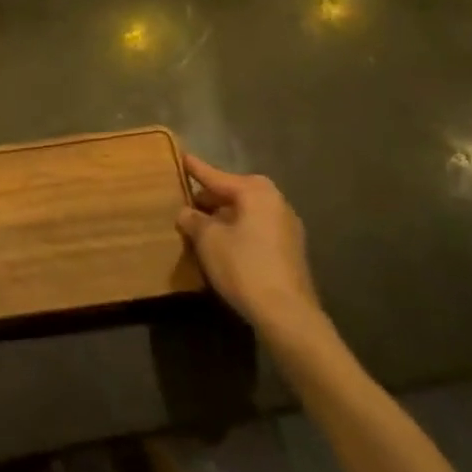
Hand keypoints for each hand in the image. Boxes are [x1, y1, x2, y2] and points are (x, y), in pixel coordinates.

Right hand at [176, 153, 327, 345]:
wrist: (287, 315)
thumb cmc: (244, 266)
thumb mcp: (208, 240)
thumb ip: (193, 220)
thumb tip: (186, 212)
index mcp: (255, 191)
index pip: (216, 176)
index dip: (195, 169)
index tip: (181, 156)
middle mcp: (275, 201)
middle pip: (234, 193)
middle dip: (210, 198)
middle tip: (186, 202)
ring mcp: (287, 226)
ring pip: (246, 213)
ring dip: (224, 217)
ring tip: (201, 226)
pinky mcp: (290, 250)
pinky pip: (256, 230)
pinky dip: (238, 231)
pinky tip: (223, 246)